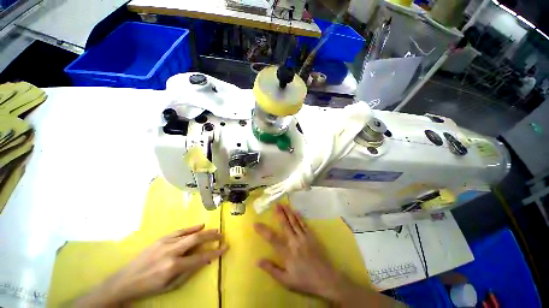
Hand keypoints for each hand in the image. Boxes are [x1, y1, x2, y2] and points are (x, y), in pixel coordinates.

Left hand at [74, 224, 227, 306]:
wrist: (125, 281)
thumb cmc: (150, 287)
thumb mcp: (171, 286)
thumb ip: (189, 272)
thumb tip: (205, 261)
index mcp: (174, 266)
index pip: (201, 257)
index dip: (215, 252)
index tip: (225, 248)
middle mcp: (172, 252)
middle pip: (197, 239)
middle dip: (212, 236)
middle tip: (221, 235)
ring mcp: (166, 243)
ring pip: (190, 233)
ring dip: (205, 231)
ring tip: (215, 230)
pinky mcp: (161, 239)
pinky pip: (180, 231)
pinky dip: (192, 227)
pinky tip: (200, 225)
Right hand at [254, 204, 346, 300]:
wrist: (326, 279)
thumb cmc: (304, 280)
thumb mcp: (286, 280)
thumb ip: (272, 269)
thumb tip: (258, 260)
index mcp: (287, 252)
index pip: (272, 239)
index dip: (263, 231)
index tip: (256, 224)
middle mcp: (294, 242)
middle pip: (285, 225)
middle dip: (279, 214)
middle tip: (275, 204)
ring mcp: (304, 237)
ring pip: (294, 222)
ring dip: (288, 212)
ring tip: (283, 204)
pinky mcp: (311, 236)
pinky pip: (304, 224)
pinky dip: (299, 217)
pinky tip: (296, 211)